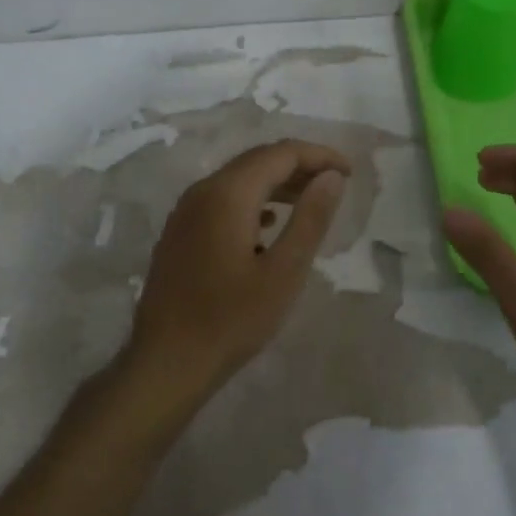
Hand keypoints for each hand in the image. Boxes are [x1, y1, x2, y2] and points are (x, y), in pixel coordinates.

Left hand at [121, 140, 350, 416]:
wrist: (166, 362)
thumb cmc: (231, 320)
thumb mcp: (283, 272)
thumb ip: (310, 219)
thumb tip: (332, 177)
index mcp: (227, 194)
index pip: (280, 154)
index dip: (318, 156)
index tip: (349, 171)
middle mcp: (202, 191)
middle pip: (256, 161)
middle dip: (298, 165)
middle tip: (334, 183)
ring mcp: (185, 212)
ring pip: (238, 180)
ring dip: (276, 183)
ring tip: (309, 201)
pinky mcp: (179, 233)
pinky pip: (221, 200)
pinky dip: (252, 201)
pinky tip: (267, 226)